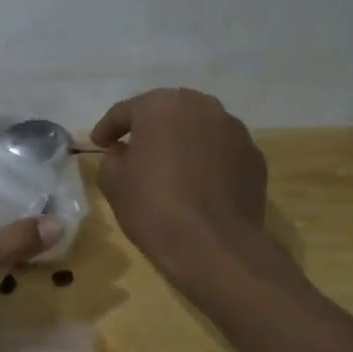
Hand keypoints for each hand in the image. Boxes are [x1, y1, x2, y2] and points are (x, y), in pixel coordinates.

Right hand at [91, 89, 270, 276]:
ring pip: (198, 130)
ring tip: (169, 168)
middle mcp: (203, 107)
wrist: (214, 245)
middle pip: (168, 113)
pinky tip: (197, 186)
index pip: (126, 111)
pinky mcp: (254, 159)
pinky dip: (206, 162)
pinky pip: (221, 153)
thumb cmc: (153, 206)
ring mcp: (235, 131)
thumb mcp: (113, 181)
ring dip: (181, 143)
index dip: (108, 127)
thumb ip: (112, 158)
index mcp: (162, 106)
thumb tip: (124, 153)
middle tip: (133, 150)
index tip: (98, 144)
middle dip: (149, 129)